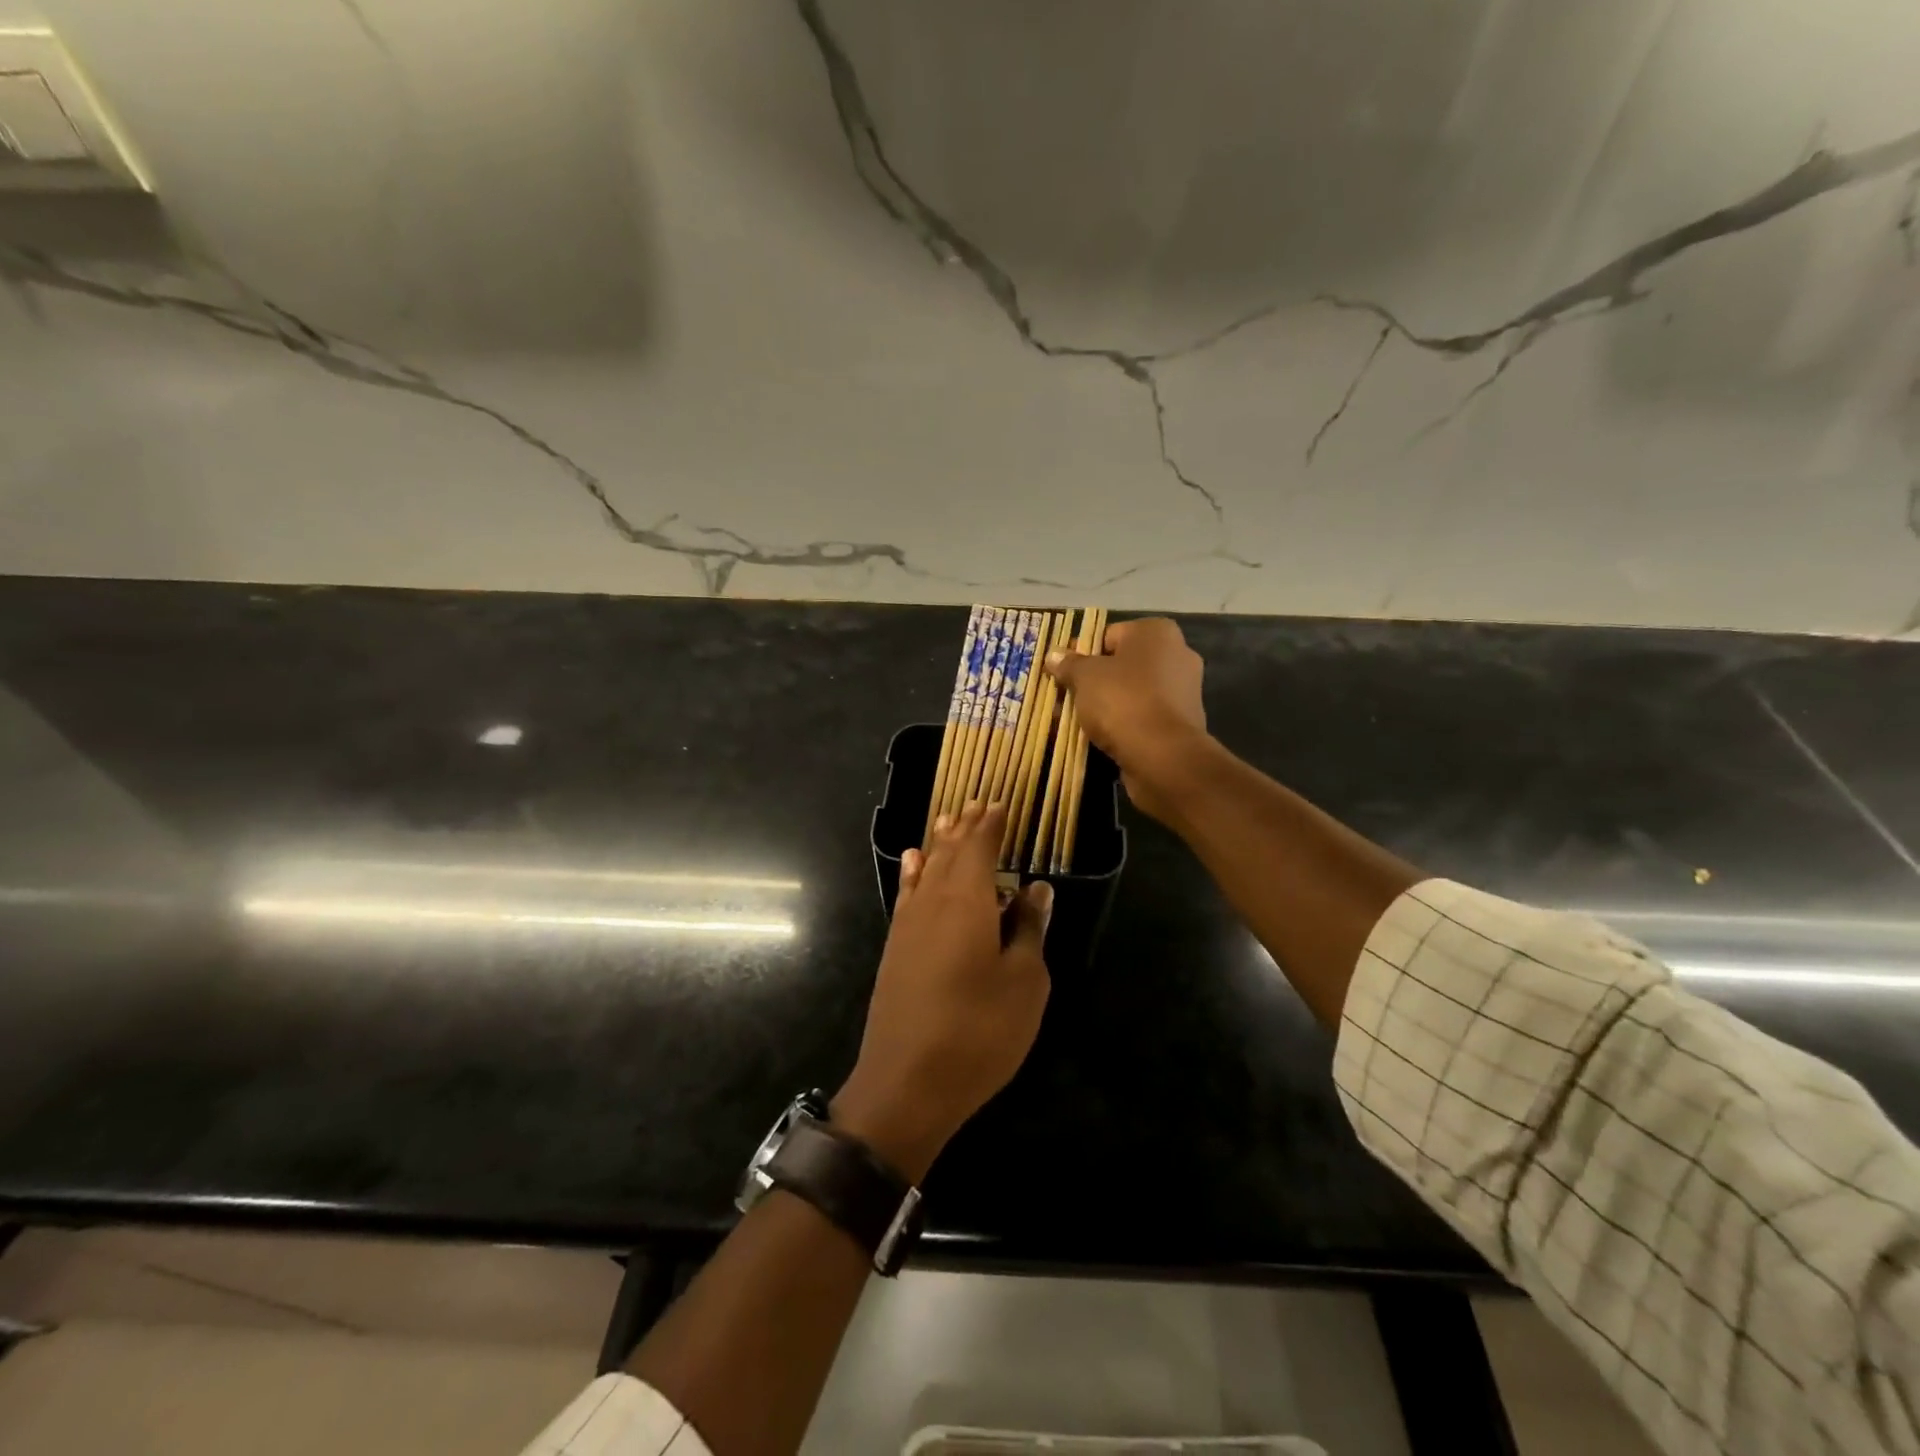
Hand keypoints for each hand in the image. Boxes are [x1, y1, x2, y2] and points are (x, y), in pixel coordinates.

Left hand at [834, 803, 1051, 1183]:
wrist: (906, 1083)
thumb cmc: (978, 1031)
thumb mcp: (1024, 982)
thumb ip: (1029, 929)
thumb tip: (1036, 888)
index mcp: (968, 902)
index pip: (979, 848)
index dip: (990, 825)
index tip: (1000, 804)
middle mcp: (933, 902)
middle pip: (949, 853)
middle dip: (965, 828)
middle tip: (976, 803)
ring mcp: (908, 925)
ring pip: (925, 869)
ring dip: (939, 844)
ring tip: (948, 820)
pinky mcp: (895, 949)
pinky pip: (907, 893)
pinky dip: (913, 872)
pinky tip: (913, 862)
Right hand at [1045, 617, 1209, 824]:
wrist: (1163, 757)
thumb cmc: (1123, 701)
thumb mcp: (1085, 677)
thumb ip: (1069, 664)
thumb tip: (1054, 655)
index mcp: (1156, 632)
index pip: (1109, 635)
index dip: (1081, 653)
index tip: (1061, 672)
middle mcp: (1176, 655)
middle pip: (1120, 665)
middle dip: (1092, 681)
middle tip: (1064, 697)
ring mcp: (1182, 691)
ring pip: (1130, 693)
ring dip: (1104, 704)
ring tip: (1073, 720)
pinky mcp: (1180, 724)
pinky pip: (1141, 716)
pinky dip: (1121, 724)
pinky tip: (1097, 737)